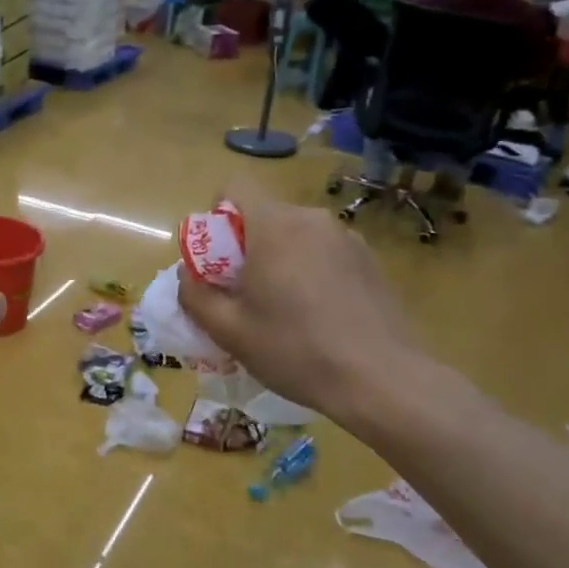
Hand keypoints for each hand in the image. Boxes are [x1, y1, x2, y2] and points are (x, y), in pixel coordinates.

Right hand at [175, 181, 433, 434]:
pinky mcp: (370, 261)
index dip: (216, 215)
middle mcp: (312, 219)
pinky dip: (310, 272)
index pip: (234, 187)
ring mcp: (347, 238)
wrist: (381, 380)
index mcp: (274, 226)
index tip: (216, 258)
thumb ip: (195, 296)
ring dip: (280, 261)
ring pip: (296, 236)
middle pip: (265, 215)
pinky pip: (324, 253)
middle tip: (243, 295)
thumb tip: (187, 274)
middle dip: (246, 246)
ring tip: (283, 310)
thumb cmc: (295, 350)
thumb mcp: (229, 331)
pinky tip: (318, 317)